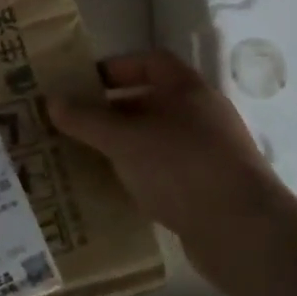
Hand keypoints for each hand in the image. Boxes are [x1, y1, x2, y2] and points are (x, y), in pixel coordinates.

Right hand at [49, 50, 287, 262]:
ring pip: (156, 139)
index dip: (116, 67)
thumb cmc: (182, 168)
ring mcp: (209, 153)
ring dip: (124, 145)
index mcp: (187, 90)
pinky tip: (117, 188)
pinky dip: (141, 174)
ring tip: (87, 156)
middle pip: (151, 101)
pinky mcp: (210, 189)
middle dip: (112, 110)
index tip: (83, 83)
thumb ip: (86, 119)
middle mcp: (202, 115)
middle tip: (75, 123)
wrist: (245, 233)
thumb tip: (51, 100)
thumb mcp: (124, 140)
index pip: (150, 62)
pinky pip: (166, 171)